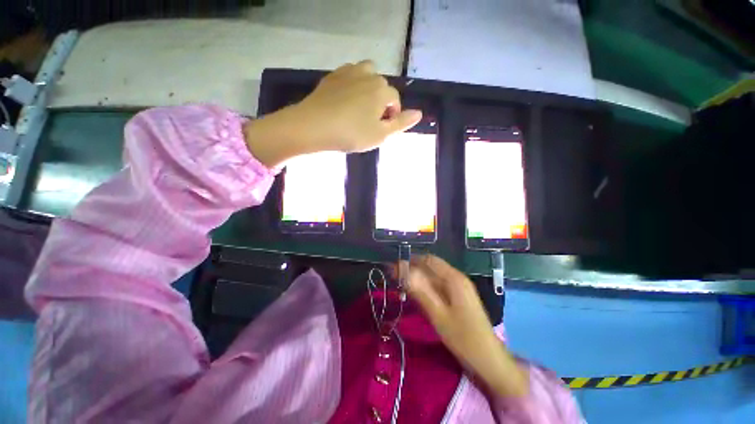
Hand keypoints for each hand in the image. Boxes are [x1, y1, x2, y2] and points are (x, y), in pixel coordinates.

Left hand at [243, 60, 422, 167]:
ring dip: (368, 90)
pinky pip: (349, 76)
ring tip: (360, 108)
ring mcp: (349, 72)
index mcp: (382, 90)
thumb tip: (420, 113)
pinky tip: (345, 101)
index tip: (381, 131)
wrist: (314, 126)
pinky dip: (352, 86)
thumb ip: (401, 123)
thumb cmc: (352, 133)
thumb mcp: (381, 134)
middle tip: (369, 122)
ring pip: (367, 76)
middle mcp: (369, 74)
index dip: (392, 117)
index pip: (395, 101)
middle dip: (380, 103)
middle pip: (382, 88)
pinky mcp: (333, 75)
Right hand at [405, 255, 528, 397]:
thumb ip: (420, 290)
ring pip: (434, 276)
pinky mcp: (458, 297)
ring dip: (418, 278)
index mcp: (454, 278)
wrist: (488, 359)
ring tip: (401, 286)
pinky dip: (426, 287)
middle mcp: (457, 278)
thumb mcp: (438, 314)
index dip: (410, 261)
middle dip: (412, 269)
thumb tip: (402, 270)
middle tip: (395, 278)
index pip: (428, 260)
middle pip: (431, 267)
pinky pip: (439, 286)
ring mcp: (459, 287)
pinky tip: (416, 294)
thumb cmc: (463, 337)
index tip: (394, 268)